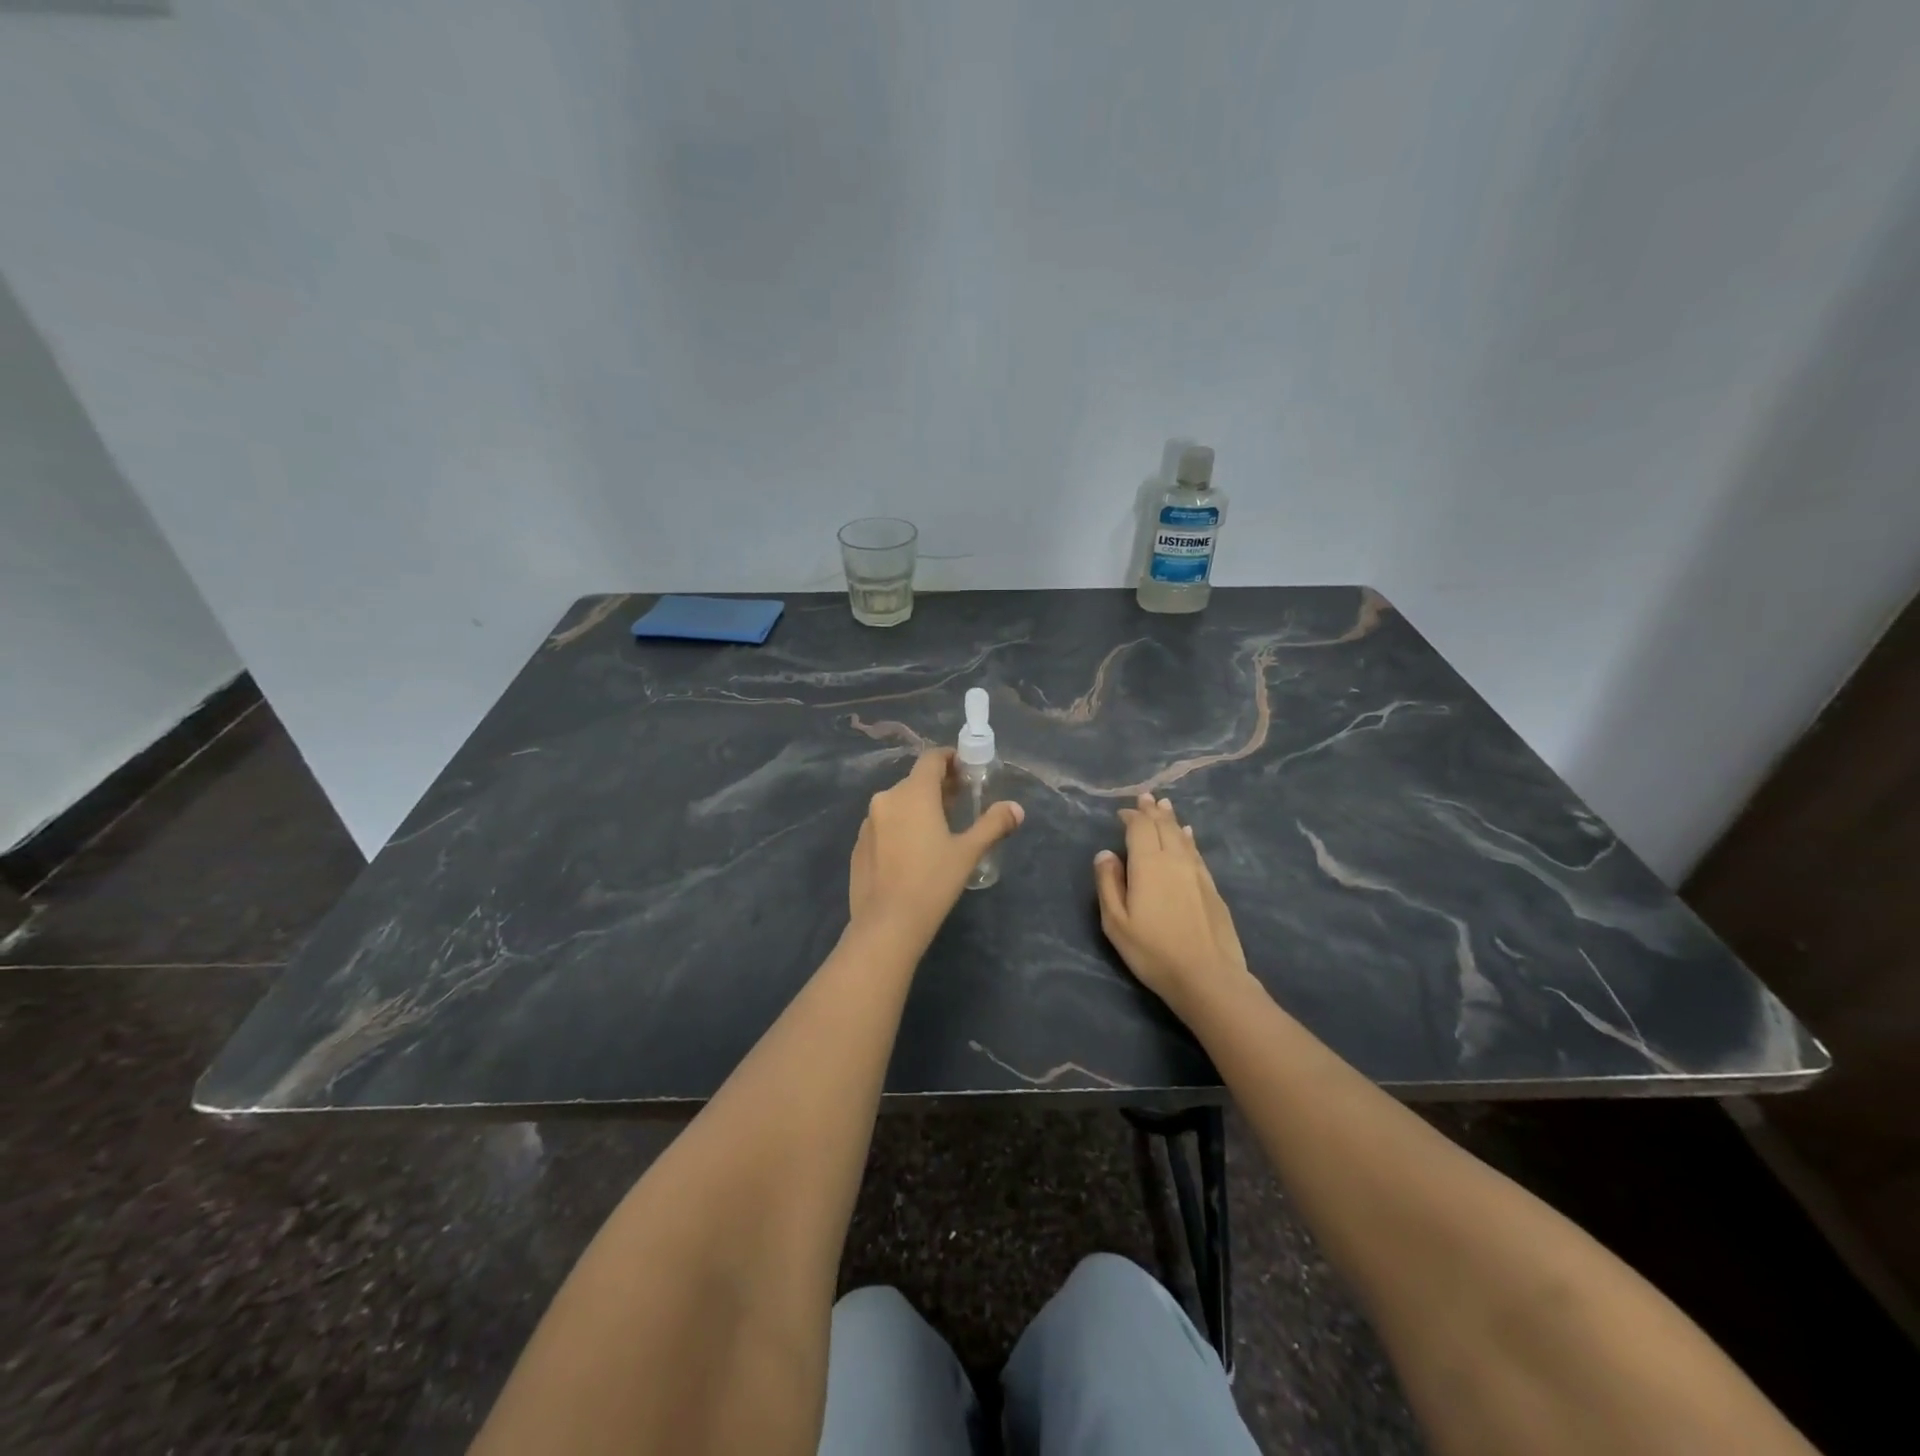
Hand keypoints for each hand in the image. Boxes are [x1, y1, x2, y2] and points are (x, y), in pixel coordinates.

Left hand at [848, 749, 1023, 945]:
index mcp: (913, 793)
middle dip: (938, 787)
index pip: (931, 759)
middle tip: (960, 803)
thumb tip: (1016, 809)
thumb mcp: (968, 852)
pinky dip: (900, 826)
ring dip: (918, 807)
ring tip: (938, 829)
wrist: (886, 924)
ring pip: (898, 803)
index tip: (966, 770)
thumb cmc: (932, 882)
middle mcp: (886, 799)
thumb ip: (993, 825)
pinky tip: (912, 852)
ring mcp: (868, 822)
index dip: (950, 759)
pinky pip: (884, 824)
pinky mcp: (859, 844)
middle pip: (915, 781)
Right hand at [1094, 793, 1250, 1015]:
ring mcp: (1197, 872)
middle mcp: (1174, 860)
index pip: (1140, 828)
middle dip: (1152, 811)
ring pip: (1182, 836)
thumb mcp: (1116, 922)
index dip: (1131, 816)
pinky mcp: (1212, 887)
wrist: (1207, 976)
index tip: (1122, 812)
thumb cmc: (1153, 951)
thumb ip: (1108, 883)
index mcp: (1148, 864)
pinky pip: (1196, 852)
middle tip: (1146, 797)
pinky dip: (1188, 839)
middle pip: (1163, 826)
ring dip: (1171, 819)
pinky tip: (1188, 836)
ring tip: (1165, 806)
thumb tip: (1105, 853)